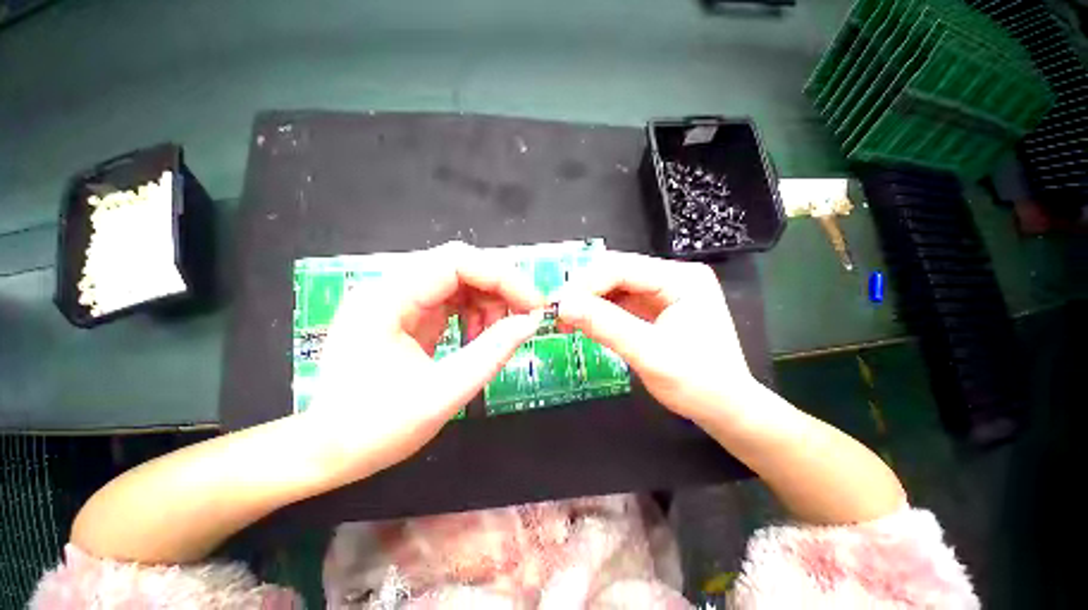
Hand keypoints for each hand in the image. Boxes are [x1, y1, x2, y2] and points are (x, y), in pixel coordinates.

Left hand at [307, 242, 544, 478]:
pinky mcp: (407, 314)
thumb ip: (492, 352)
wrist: (329, 451)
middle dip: (499, 287)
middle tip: (524, 316)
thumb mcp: (443, 393)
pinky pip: (451, 299)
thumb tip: (531, 322)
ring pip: (459, 280)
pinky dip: (474, 313)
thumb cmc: (376, 429)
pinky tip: (478, 336)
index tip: (533, 305)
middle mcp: (390, 288)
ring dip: (488, 301)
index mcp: (387, 299)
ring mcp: (398, 300)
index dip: (503, 277)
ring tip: (499, 333)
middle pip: (459, 265)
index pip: (456, 262)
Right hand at [556, 252, 754, 420]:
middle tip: (559, 313)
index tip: (559, 304)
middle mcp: (673, 277)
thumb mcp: (649, 353)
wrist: (725, 409)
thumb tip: (564, 305)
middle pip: (617, 273)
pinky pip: (620, 302)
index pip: (623, 268)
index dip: (587, 283)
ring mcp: (664, 292)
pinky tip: (584, 323)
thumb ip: (606, 326)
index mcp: (681, 279)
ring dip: (589, 302)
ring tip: (567, 321)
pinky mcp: (655, 308)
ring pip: (615, 287)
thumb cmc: (697, 383)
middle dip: (585, 292)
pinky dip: (599, 312)